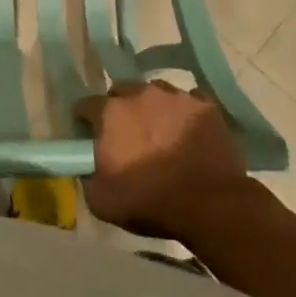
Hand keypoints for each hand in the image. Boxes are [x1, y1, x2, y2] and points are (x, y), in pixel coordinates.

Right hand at [77, 81, 250, 239]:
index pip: (86, 105)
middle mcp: (140, 94)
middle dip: (120, 108)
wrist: (210, 205)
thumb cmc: (150, 202)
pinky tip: (188, 130)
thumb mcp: (101, 202)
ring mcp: (176, 96)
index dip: (85, 121)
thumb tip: (87, 168)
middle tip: (127, 135)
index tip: (90, 136)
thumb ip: (87, 177)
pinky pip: (189, 100)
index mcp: (110, 113)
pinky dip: (185, 112)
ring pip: (156, 91)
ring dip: (153, 107)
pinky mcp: (206, 106)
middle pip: (122, 91)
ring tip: (160, 131)